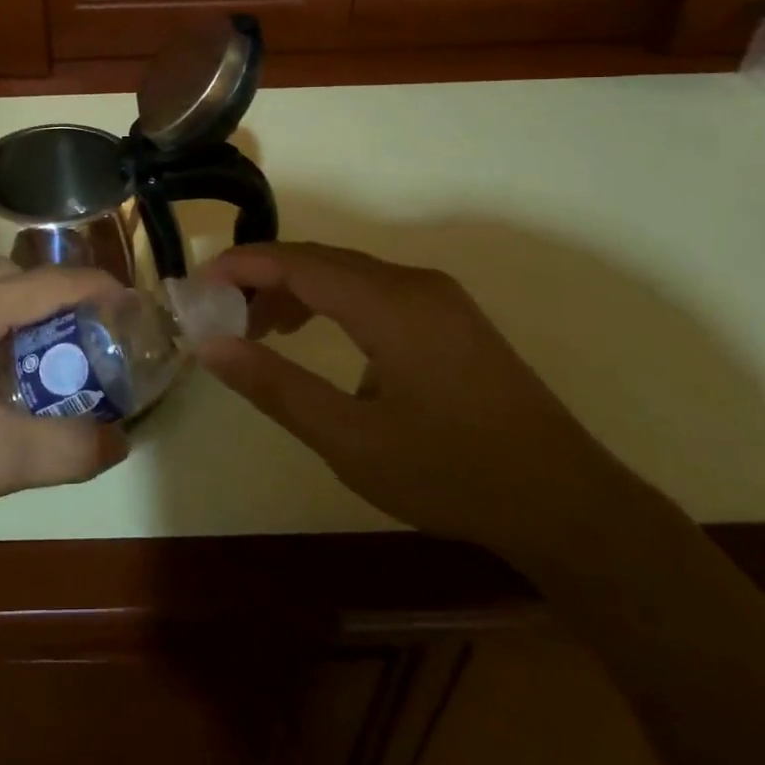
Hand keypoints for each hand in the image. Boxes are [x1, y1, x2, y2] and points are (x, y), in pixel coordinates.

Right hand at [198, 242, 615, 551]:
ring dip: (297, 291)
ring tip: (260, 332)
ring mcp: (438, 297)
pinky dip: (332, 303)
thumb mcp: (351, 441)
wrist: (568, 504)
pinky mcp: (450, 317)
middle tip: (220, 317)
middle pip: (320, 260)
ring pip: (347, 273)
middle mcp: (414, 283)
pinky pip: (374, 290)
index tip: (195, 288)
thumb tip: (211, 347)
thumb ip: (276, 387)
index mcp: (390, 303)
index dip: (241, 266)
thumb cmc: (452, 474)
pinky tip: (316, 338)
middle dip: (263, 279)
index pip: (297, 261)